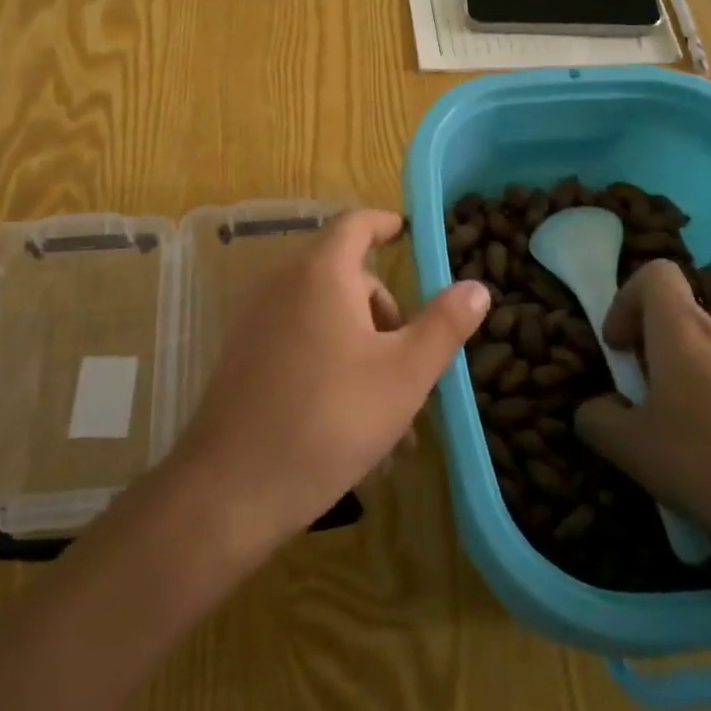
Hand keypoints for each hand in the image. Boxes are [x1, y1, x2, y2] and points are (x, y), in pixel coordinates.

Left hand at [170, 209, 490, 555]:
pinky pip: (299, 340)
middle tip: (412, 359)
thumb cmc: (331, 419)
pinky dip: (331, 359)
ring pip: (325, 314)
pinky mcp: (244, 356)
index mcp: (321, 274)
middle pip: (345, 276)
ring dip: (363, 345)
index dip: (384, 224)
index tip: (407, 235)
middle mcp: (283, 285)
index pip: (355, 224)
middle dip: (384, 310)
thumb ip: (443, 325)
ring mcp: (257, 321)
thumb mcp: (404, 374)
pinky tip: (350, 418)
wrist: (234, 486)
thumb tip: (476, 286)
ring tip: (390, 407)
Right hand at [573, 260, 710, 578]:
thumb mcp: (631, 450)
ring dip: (691, 385)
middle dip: (655, 355)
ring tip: (688, 446)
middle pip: (681, 321)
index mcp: (683, 331)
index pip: (654, 275)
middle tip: (646, 409)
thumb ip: (597, 419)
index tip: (620, 348)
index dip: (626, 300)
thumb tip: (598, 408)